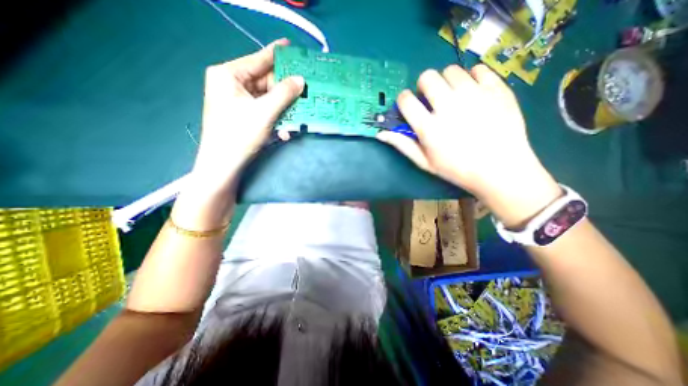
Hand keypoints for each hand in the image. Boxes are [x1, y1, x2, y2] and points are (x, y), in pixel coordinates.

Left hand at [190, 38, 302, 189]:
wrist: (224, 164)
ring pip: (268, 99)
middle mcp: (231, 84)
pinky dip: (276, 119)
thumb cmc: (239, 134)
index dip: (277, 54)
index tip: (293, 47)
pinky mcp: (243, 115)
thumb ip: (284, 93)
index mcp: (228, 75)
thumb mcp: (265, 112)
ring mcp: (237, 101)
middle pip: (265, 82)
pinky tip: (284, 131)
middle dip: (285, 92)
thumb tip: (301, 79)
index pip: (258, 60)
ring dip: (283, 110)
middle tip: (304, 92)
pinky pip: (264, 111)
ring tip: (297, 117)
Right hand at [379, 61, 560, 226]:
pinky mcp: (496, 88)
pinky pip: (478, 69)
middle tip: (432, 99)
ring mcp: (474, 94)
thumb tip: (381, 133)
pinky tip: (474, 92)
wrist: (500, 169)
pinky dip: (472, 77)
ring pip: (451, 70)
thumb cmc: (457, 169)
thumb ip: (402, 145)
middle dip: (424, 86)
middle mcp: (448, 106)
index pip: (406, 99)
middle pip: (427, 77)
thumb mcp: (425, 162)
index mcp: (429, 127)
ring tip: (454, 96)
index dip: (405, 100)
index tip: (410, 105)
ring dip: (447, 81)